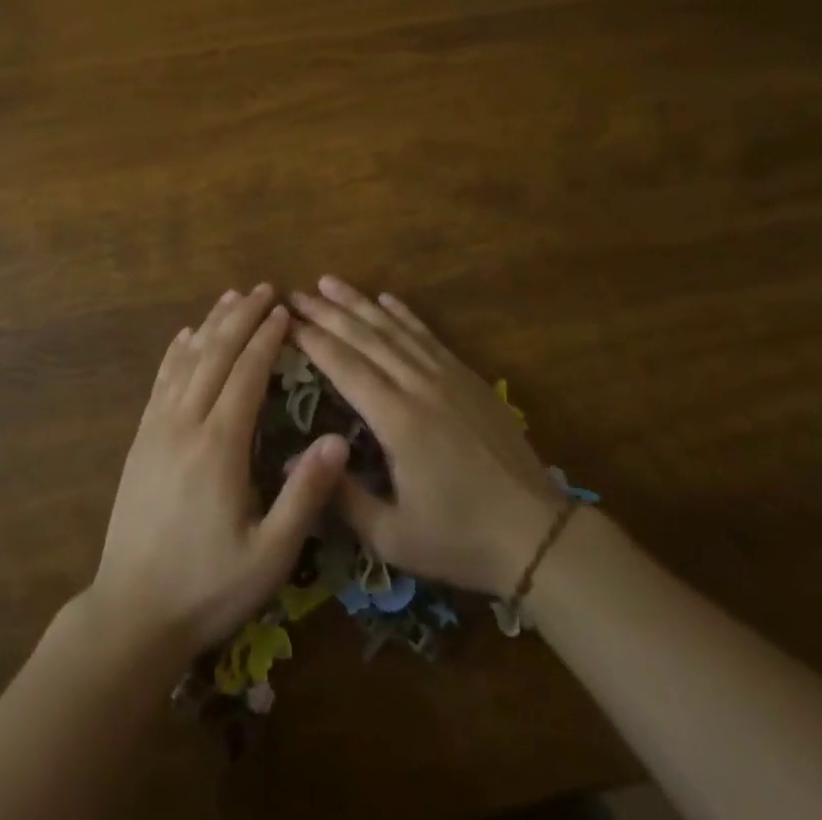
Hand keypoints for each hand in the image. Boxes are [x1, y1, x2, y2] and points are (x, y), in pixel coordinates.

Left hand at [89, 284, 348, 660]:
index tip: (285, 310)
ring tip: (231, 297)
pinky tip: (185, 336)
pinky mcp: (140, 440)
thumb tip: (340, 440)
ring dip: (210, 324)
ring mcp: (157, 429)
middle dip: (241, 317)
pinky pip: (160, 381)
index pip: (247, 373)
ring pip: (186, 360)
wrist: (132, 615)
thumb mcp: (271, 555)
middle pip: (215, 354)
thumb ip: (305, 495)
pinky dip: (176, 352)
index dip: (267, 338)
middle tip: (264, 288)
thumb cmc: (209, 587)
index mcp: (219, 446)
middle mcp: (185, 424)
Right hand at [290, 276, 565, 595]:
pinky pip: (428, 336)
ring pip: (395, 329)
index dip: (311, 339)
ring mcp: (447, 377)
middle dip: (327, 312)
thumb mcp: (393, 536)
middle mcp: (419, 386)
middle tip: (295, 292)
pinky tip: (387, 299)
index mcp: (397, 420)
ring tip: (330, 282)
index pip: (344, 366)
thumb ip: (341, 497)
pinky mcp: (469, 378)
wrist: (537, 534)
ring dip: (360, 303)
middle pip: (365, 337)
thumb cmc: (459, 539)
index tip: (284, 319)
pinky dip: (405, 314)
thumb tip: (292, 462)